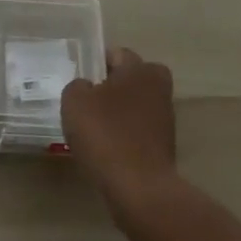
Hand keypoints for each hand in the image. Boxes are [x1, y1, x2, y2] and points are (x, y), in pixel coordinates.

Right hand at [61, 47, 177, 210]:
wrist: (138, 186)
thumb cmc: (105, 134)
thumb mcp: (75, 101)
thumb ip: (77, 85)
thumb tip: (87, 87)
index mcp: (140, 69)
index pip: (116, 54)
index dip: (96, 63)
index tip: (80, 80)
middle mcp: (159, 88)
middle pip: (129, 79)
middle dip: (110, 86)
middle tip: (86, 102)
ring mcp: (165, 118)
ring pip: (134, 104)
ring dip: (117, 112)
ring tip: (92, 128)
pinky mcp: (164, 144)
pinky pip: (137, 129)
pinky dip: (124, 134)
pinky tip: (106, 148)